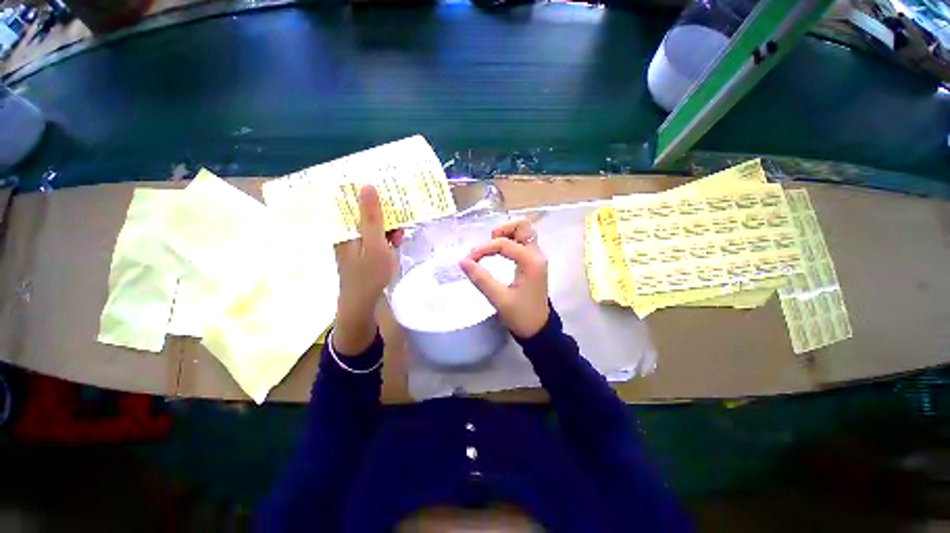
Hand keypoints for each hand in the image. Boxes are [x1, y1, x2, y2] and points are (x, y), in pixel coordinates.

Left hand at [333, 185, 402, 354]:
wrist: (362, 302)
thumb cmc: (368, 274)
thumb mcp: (374, 244)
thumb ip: (371, 217)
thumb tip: (367, 185)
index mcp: (344, 226)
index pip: (352, 197)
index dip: (370, 188)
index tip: (388, 183)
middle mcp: (346, 230)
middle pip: (364, 209)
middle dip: (385, 210)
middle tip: (402, 212)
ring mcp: (354, 240)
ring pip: (372, 223)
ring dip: (388, 225)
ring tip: (399, 235)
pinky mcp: (362, 249)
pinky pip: (375, 235)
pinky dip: (386, 236)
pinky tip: (395, 242)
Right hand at [460, 218, 549, 337]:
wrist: (539, 329)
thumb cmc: (521, 315)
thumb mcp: (499, 299)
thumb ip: (480, 279)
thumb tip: (462, 261)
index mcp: (530, 262)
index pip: (504, 244)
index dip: (484, 248)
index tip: (469, 260)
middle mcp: (537, 254)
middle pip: (523, 226)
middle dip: (502, 230)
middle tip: (488, 244)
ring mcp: (537, 257)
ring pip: (524, 232)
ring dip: (507, 234)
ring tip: (491, 247)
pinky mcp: (533, 262)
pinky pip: (523, 242)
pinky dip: (510, 241)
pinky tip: (499, 253)